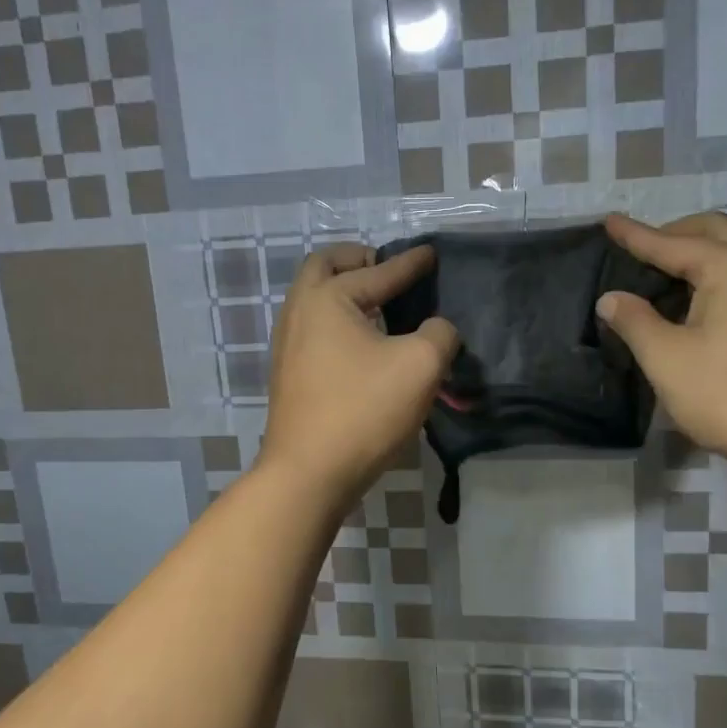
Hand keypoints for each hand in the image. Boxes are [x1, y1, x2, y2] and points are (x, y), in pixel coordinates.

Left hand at [259, 244, 458, 504]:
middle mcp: (299, 312)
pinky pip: (314, 327)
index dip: (410, 263)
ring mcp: (287, 344)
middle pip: (324, 267)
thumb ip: (438, 334)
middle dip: (357, 260)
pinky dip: (337, 318)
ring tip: (378, 303)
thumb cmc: (364, 410)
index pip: (378, 271)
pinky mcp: (289, 374)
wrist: (308, 474)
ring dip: (344, 290)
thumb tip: (436, 329)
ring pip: (314, 298)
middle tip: (385, 267)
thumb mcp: (421, 365)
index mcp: (327, 299)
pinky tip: (362, 341)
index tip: (431, 254)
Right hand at [598, 212, 726, 471]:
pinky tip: (699, 306)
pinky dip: (716, 276)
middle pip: (713, 232)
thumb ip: (634, 321)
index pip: (670, 243)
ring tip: (664, 276)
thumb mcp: (666, 358)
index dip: (634, 235)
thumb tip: (611, 298)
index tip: (608, 221)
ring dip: (698, 254)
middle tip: (639, 250)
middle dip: (673, 233)